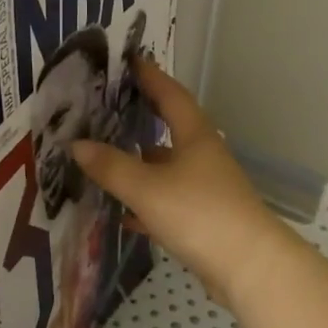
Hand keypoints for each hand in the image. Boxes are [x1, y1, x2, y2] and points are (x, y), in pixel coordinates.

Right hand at [70, 58, 289, 306]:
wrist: (250, 268)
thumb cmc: (200, 214)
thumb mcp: (147, 189)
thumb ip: (111, 167)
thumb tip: (77, 144)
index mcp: (195, 137)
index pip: (171, 95)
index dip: (151, 76)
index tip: (131, 59)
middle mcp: (204, 156)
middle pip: (171, 128)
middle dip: (143, 117)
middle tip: (111, 106)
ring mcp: (208, 188)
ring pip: (168, 167)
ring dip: (142, 162)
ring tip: (107, 158)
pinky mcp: (206, 219)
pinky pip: (170, 201)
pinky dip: (147, 202)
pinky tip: (124, 213)